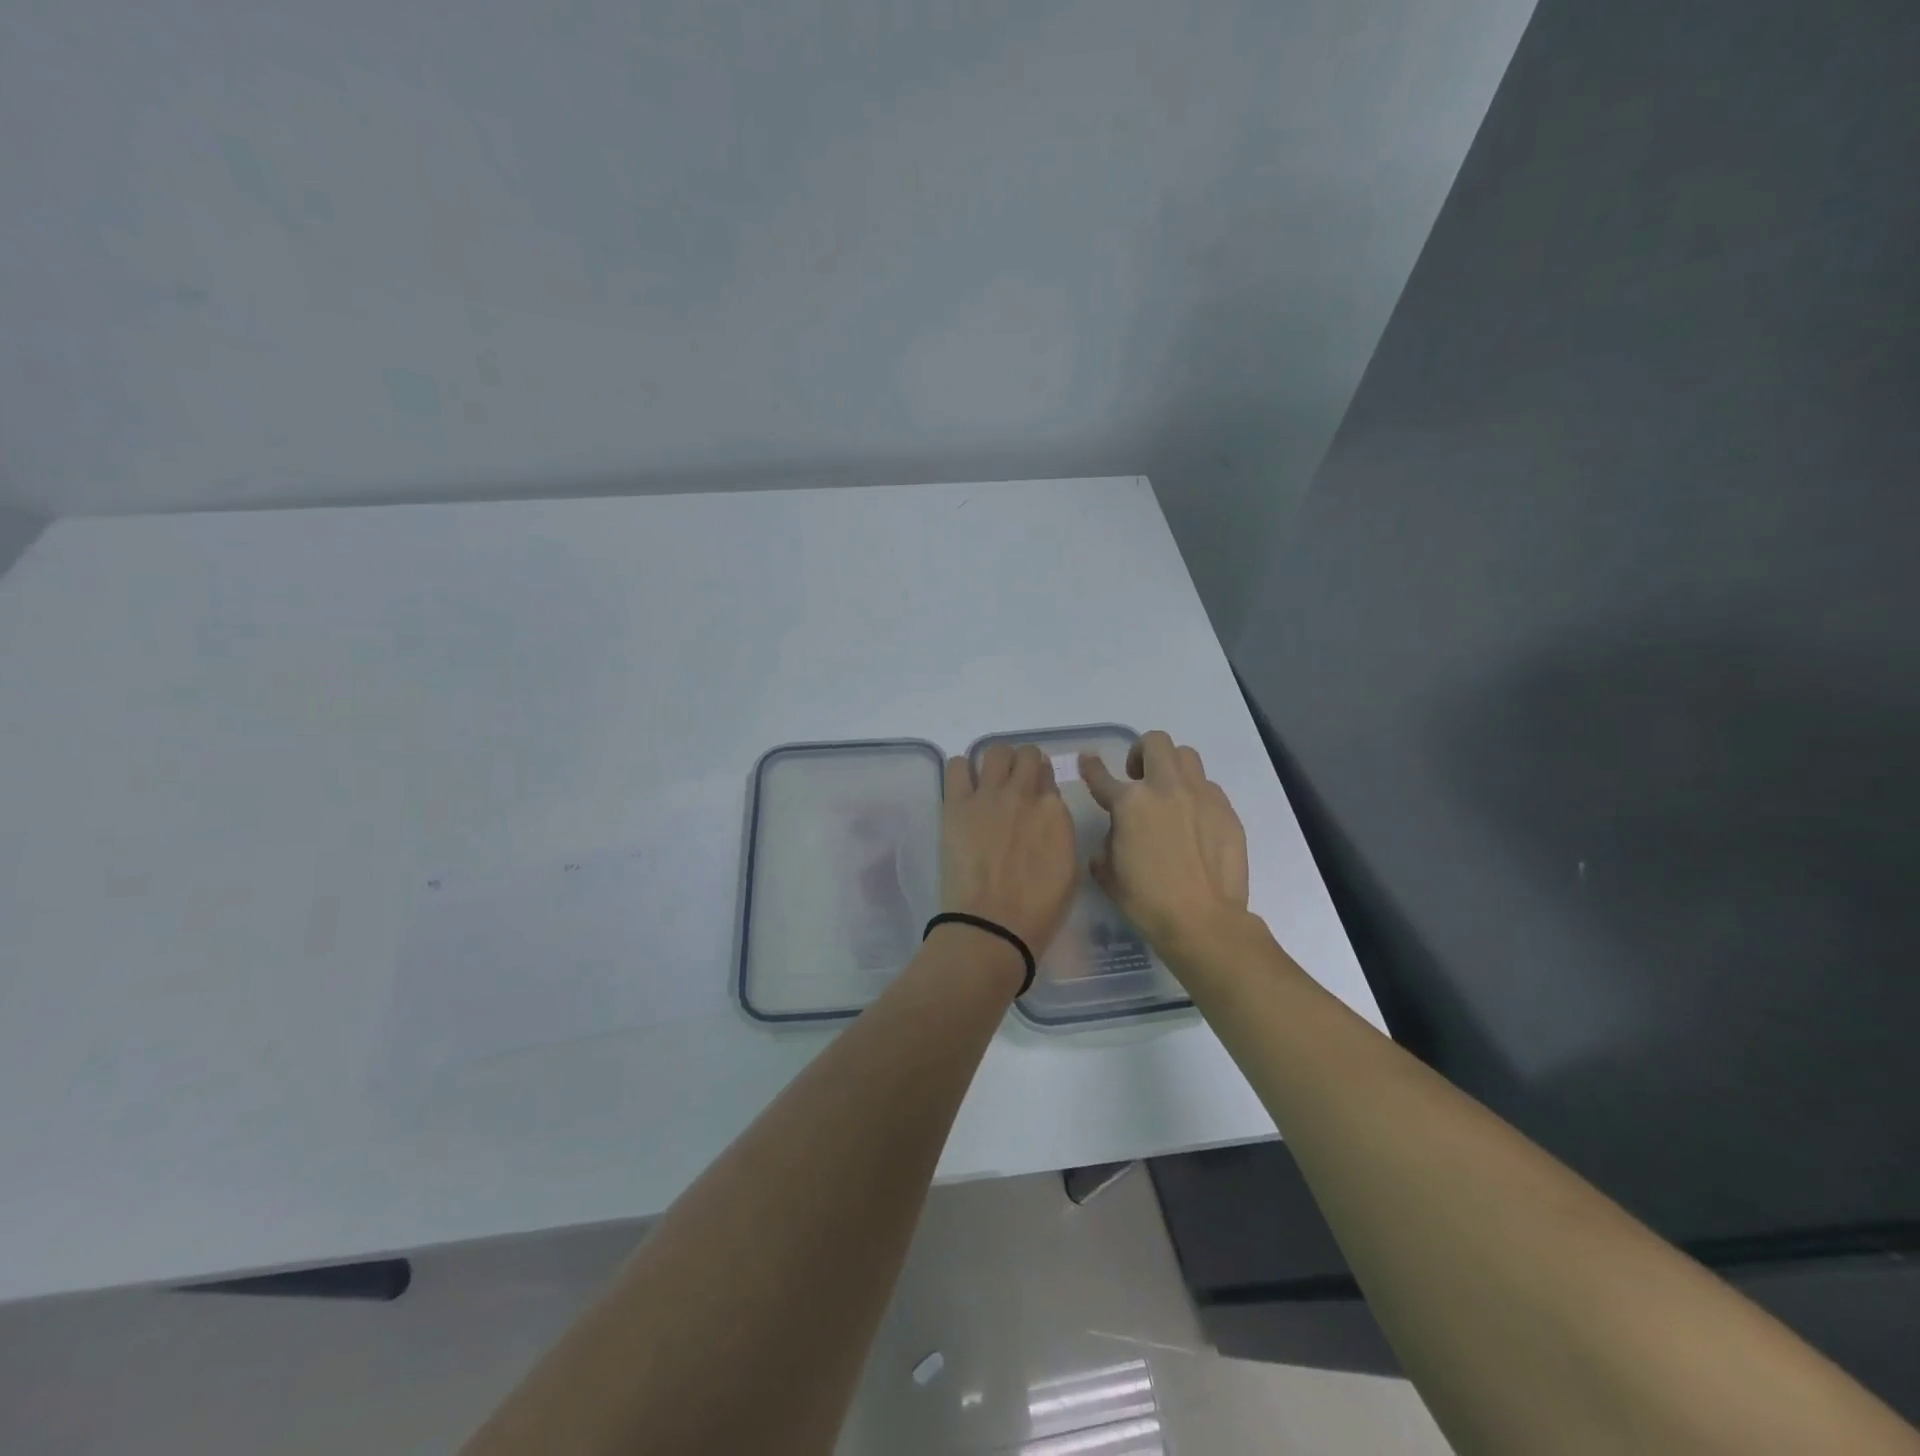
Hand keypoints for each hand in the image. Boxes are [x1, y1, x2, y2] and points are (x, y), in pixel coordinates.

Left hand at [940, 744, 1077, 958]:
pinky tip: (962, 786)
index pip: (1049, 777)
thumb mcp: (1068, 869)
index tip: (1034, 796)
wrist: (993, 924)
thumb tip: (1046, 817)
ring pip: (994, 751)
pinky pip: (956, 766)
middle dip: (1022, 763)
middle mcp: (1024, 793)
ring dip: (994, 761)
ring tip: (987, 780)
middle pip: (1026, 755)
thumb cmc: (1038, 910)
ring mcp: (989, 795)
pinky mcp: (957, 804)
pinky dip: (960, 770)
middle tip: (1013, 782)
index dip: (1041, 784)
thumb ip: (1059, 833)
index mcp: (1055, 812)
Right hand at [1080, 730, 1250, 958]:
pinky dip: (1196, 796)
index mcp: (1130, 803)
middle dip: (1141, 753)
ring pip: (1186, 756)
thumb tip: (1113, 840)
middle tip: (1138, 778)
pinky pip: (1208, 788)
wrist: (1203, 920)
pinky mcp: (1226, 810)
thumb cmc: (1147, 901)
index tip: (1089, 759)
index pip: (1102, 776)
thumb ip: (1106, 847)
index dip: (1092, 767)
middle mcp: (1165, 788)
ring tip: (1169, 793)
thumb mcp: (1109, 874)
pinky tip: (1195, 822)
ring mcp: (1200, 796)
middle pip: (1155, 742)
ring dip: (1172, 767)